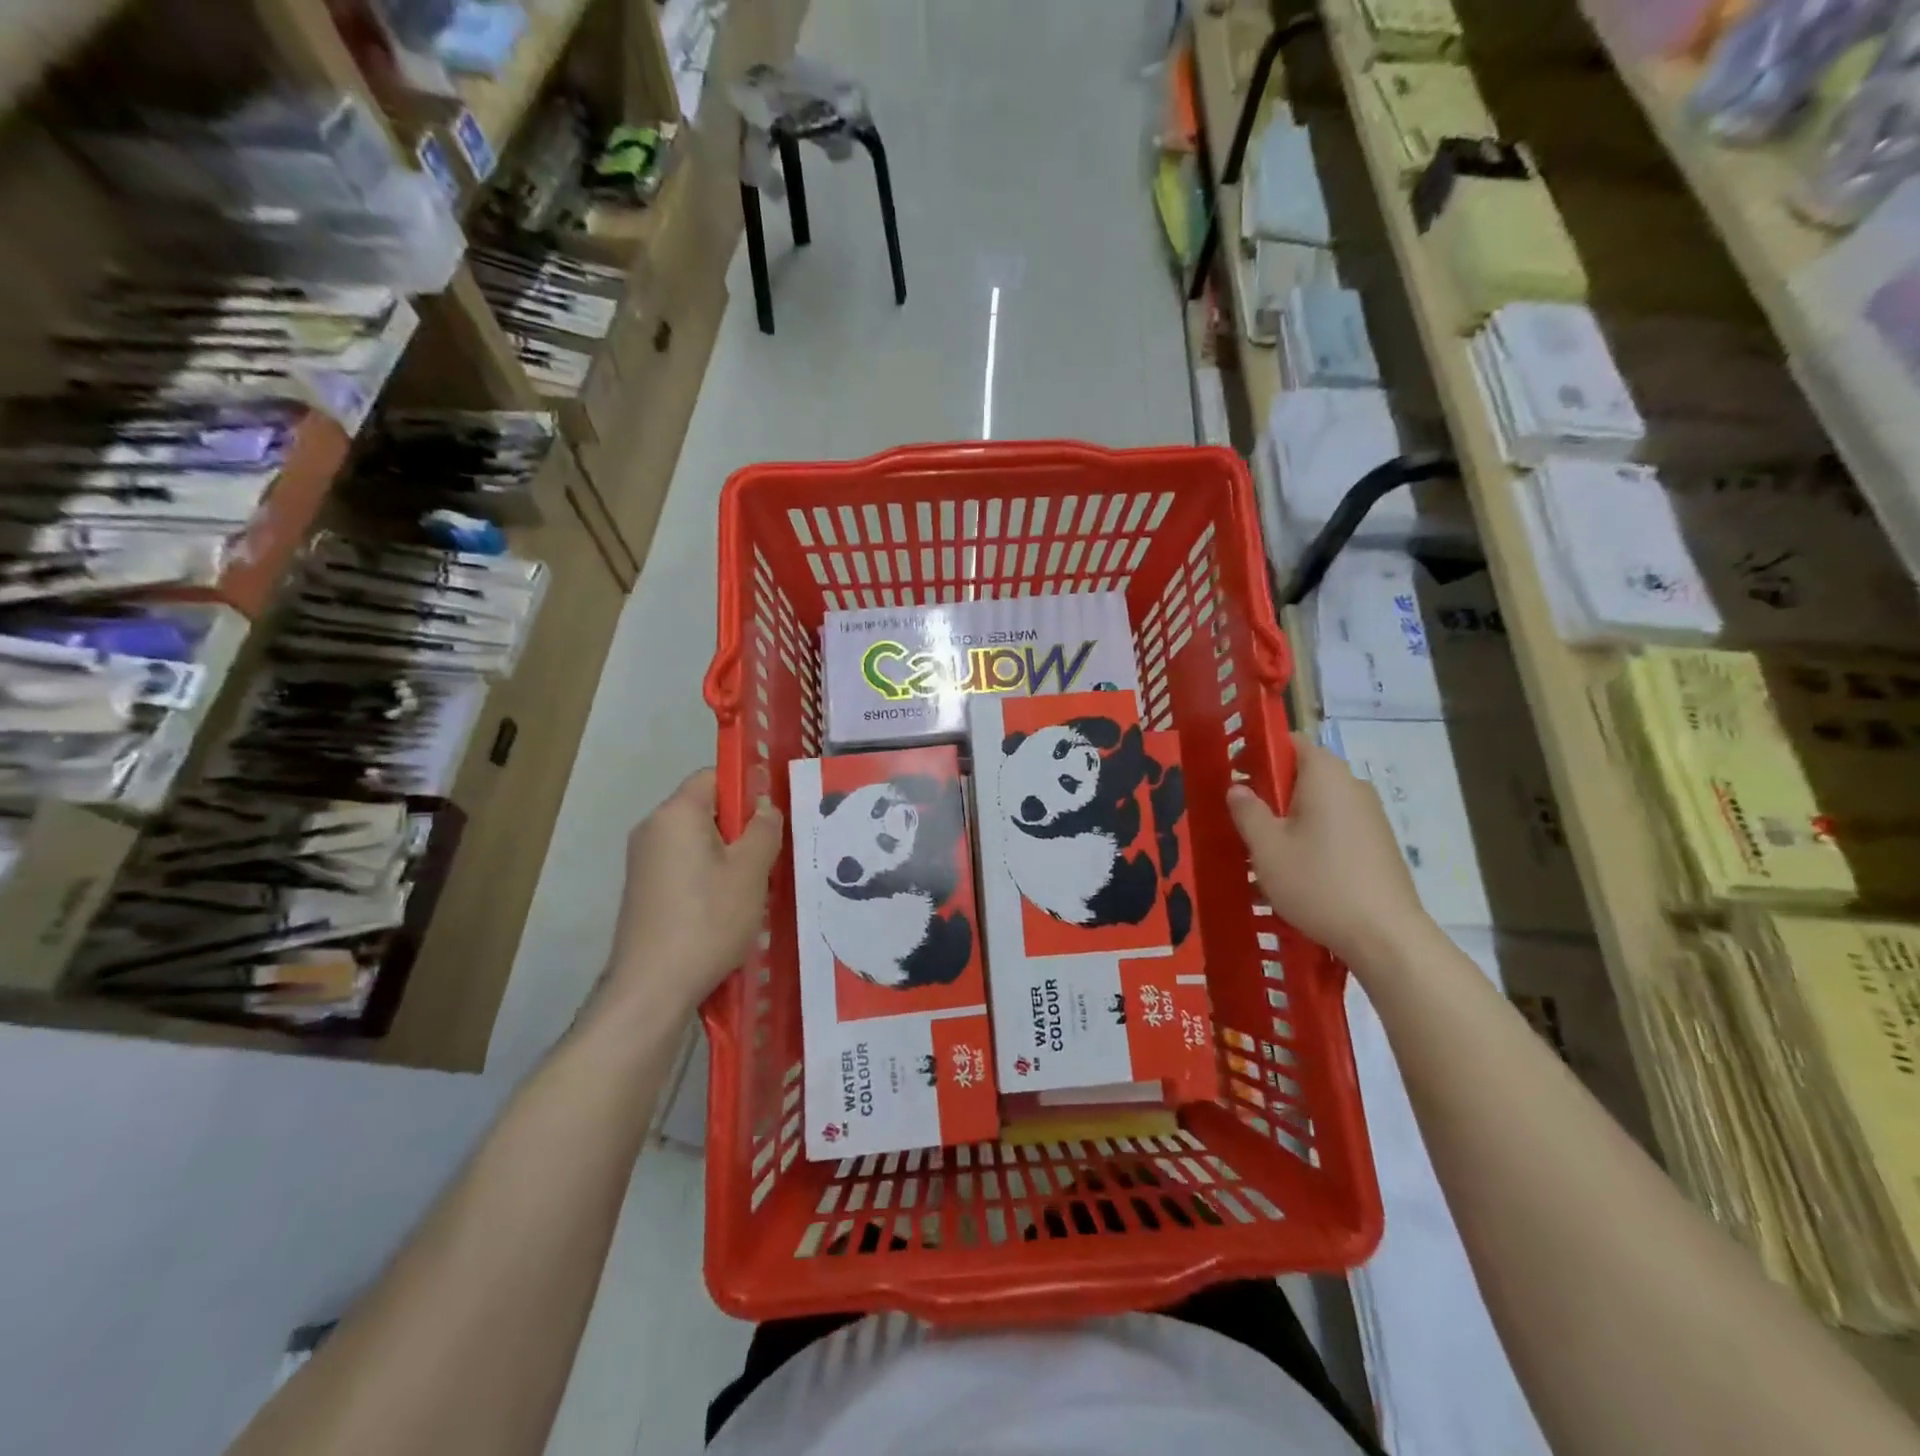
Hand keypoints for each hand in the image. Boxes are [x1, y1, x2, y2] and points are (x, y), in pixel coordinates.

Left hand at [604, 769, 783, 1016]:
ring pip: (698, 841)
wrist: (652, 987)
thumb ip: (764, 829)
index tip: (772, 819)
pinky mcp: (643, 890)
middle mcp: (653, 829)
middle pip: (706, 809)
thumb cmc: (708, 919)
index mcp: (676, 813)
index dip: (747, 788)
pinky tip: (727, 910)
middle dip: (741, 828)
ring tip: (753, 889)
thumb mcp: (751, 871)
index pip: (714, 776)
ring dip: (729, 857)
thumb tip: (765, 808)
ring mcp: (643, 861)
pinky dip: (709, 878)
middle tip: (770, 859)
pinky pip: (684, 867)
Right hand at [1228, 733, 1431, 969]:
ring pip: (1320, 801)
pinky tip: (1299, 867)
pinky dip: (1314, 834)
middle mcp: (1352, 785)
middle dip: (1273, 789)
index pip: (1290, 741)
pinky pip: (1337, 824)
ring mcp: (1370, 814)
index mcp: (1325, 775)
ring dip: (1292, 815)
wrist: (1385, 936)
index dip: (1260, 752)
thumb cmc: (1318, 883)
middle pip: (1305, 772)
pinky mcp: (1378, 842)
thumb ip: (1247, 811)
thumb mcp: (1267, 848)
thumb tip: (1238, 788)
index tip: (1236, 777)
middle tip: (1244, 817)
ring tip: (1267, 848)